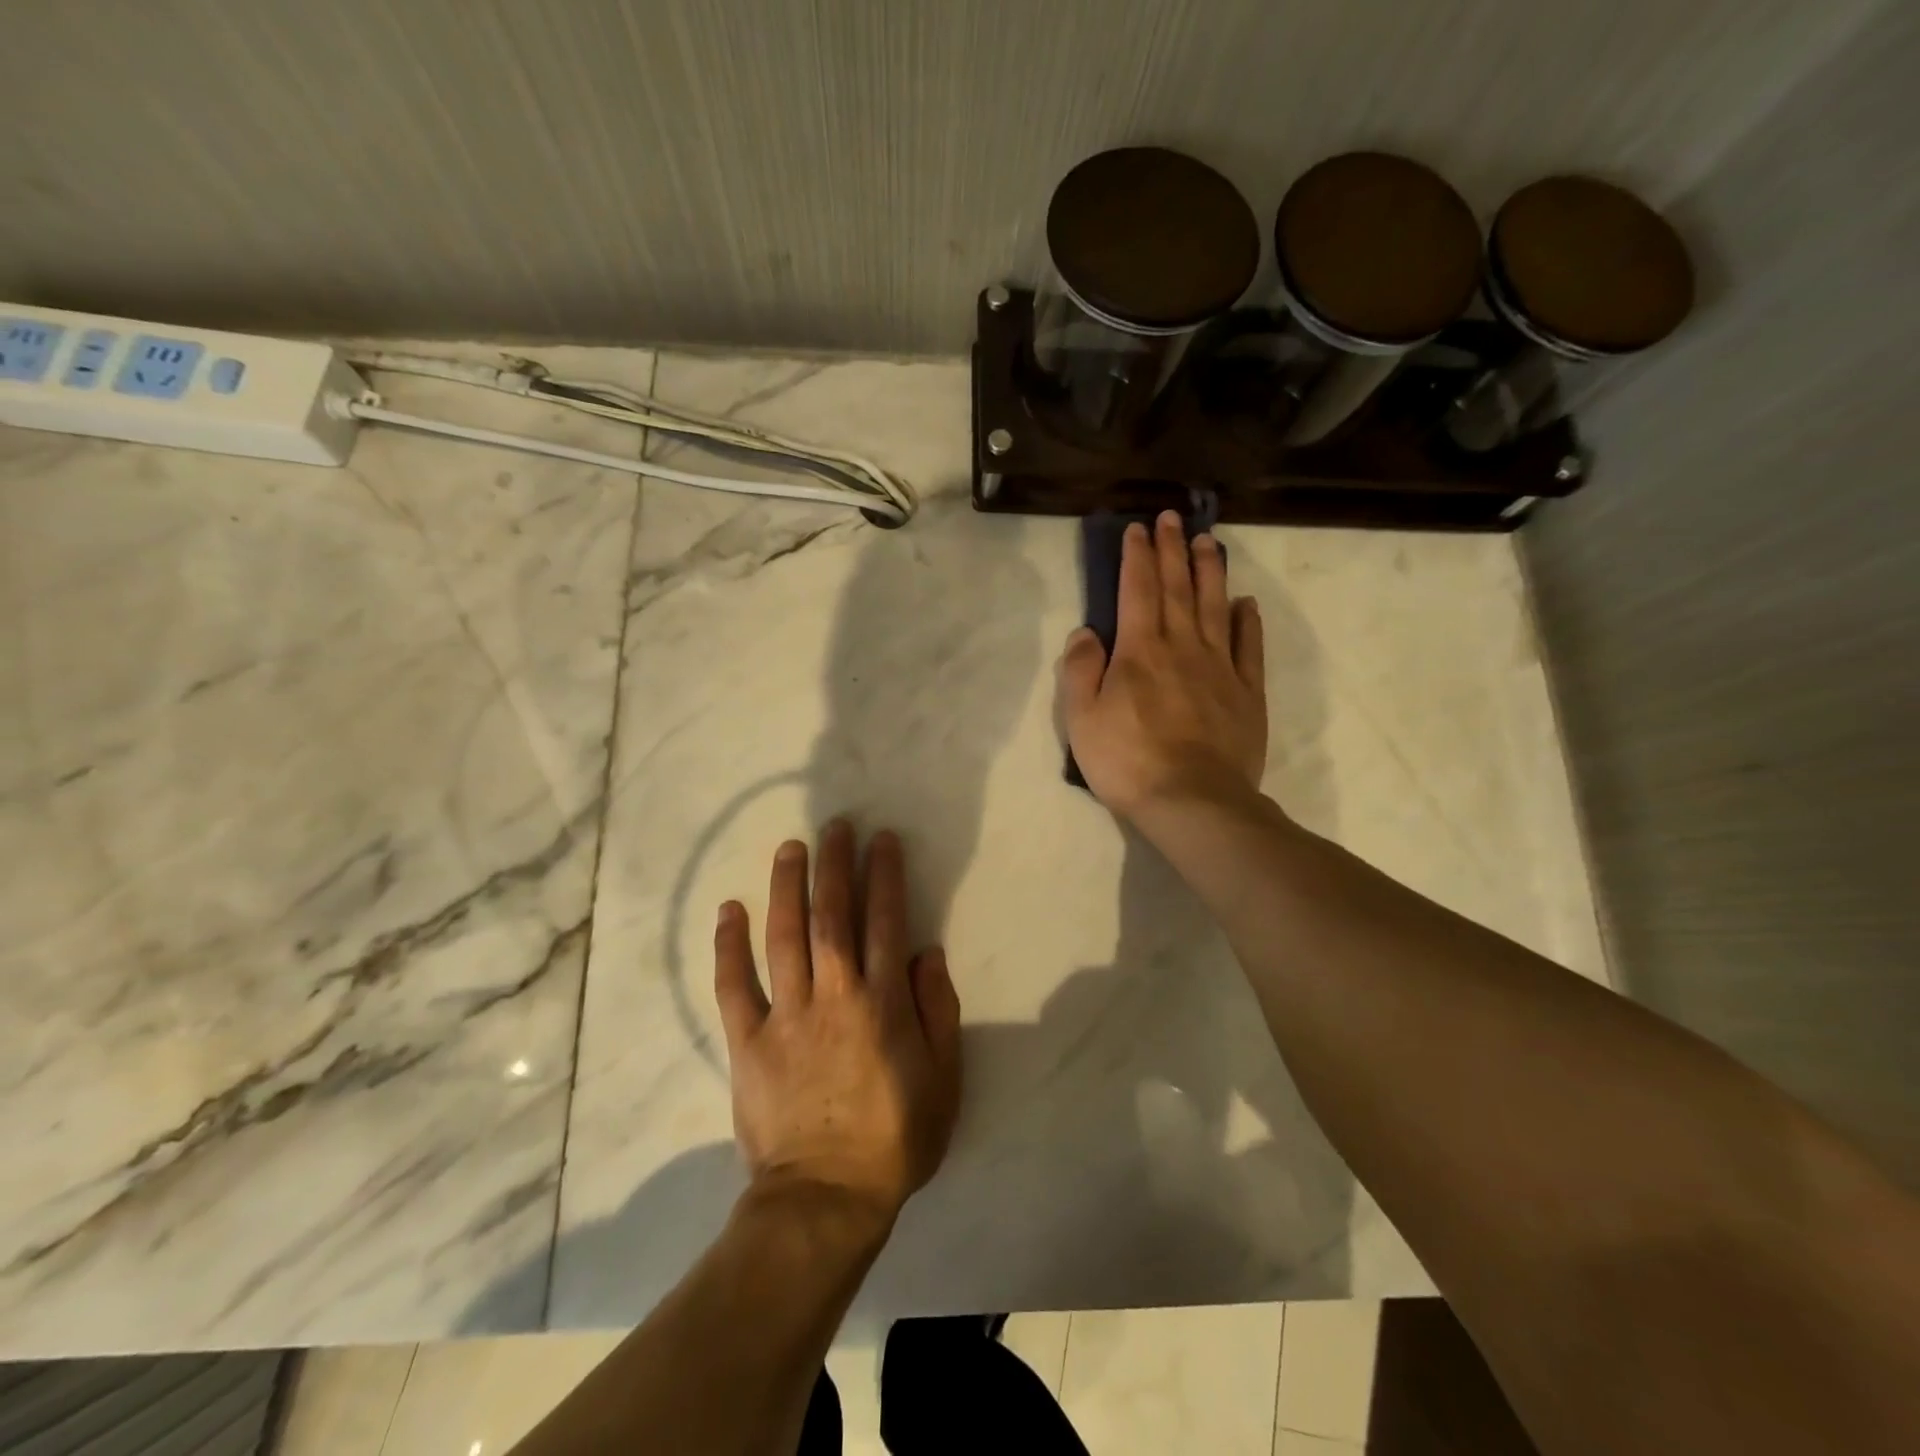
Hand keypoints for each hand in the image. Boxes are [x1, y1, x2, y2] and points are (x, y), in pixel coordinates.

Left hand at [714, 820, 962, 1230]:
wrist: (825, 1199)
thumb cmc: (894, 1139)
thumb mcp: (944, 1080)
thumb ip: (938, 1011)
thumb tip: (925, 952)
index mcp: (882, 1003)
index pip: (884, 921)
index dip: (883, 875)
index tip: (881, 840)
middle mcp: (834, 995)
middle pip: (832, 915)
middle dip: (834, 865)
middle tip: (834, 825)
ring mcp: (786, 1015)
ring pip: (784, 936)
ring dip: (787, 886)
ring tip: (790, 847)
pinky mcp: (748, 1041)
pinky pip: (733, 985)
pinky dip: (729, 946)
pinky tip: (730, 909)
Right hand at [1059, 511, 1267, 821]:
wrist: (1193, 801)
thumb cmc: (1128, 761)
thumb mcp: (1082, 719)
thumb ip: (1080, 670)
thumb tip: (1087, 631)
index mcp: (1139, 651)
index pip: (1137, 590)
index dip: (1137, 557)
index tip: (1138, 528)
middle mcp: (1182, 647)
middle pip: (1178, 588)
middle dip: (1172, 550)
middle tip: (1173, 518)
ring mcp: (1220, 668)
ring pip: (1214, 607)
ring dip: (1210, 572)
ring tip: (1208, 542)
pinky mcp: (1247, 693)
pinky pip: (1249, 648)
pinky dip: (1247, 621)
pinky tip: (1245, 603)